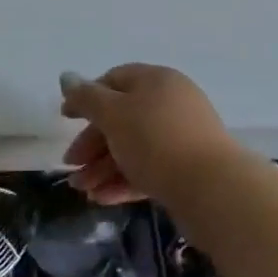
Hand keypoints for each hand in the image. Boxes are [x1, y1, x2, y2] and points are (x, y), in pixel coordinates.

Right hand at [60, 65, 242, 204]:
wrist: (212, 188)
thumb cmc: (155, 140)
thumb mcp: (113, 114)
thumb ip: (86, 98)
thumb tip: (67, 77)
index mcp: (155, 80)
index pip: (114, 80)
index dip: (87, 98)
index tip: (65, 120)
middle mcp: (170, 102)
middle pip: (122, 117)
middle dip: (92, 144)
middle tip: (71, 166)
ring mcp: (182, 136)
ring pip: (133, 146)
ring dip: (103, 167)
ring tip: (83, 192)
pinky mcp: (188, 168)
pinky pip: (149, 168)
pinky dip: (124, 180)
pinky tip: (103, 199)